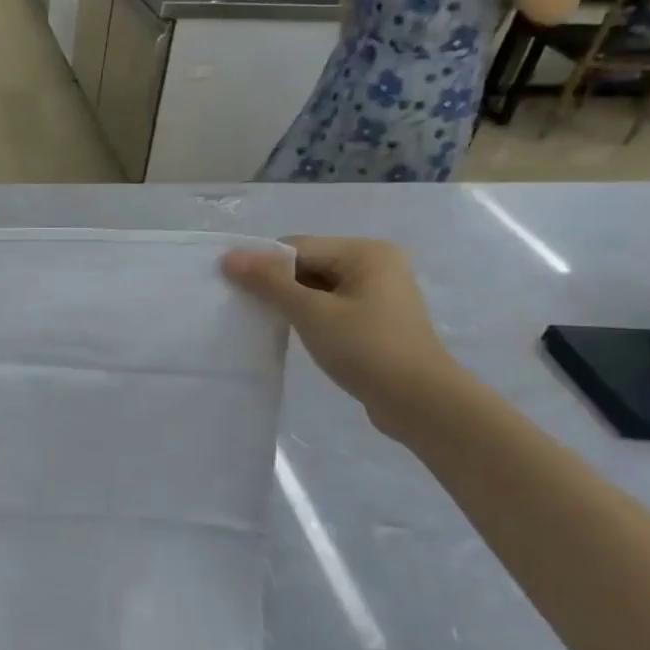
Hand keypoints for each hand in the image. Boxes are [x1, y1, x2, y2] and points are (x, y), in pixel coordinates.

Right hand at [222, 236, 463, 439]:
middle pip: (308, 264)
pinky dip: (307, 315)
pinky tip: (289, 332)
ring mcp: (378, 294)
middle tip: (242, 305)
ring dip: (290, 301)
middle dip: (275, 283)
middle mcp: (375, 264)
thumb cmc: (366, 349)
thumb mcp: (311, 312)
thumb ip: (269, 282)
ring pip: (317, 287)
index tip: (230, 285)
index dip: (262, 263)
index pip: (298, 247)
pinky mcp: (375, 321)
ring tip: (262, 320)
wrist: (420, 403)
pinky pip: (330, 307)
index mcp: (365, 252)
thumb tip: (229, 257)